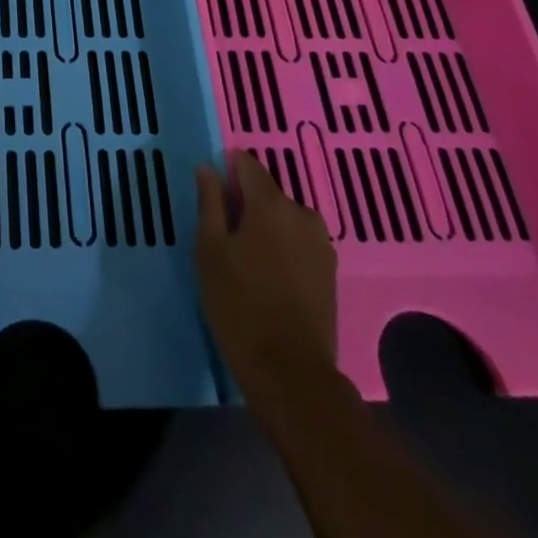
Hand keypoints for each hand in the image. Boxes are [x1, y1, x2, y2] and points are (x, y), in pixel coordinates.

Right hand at [195, 150, 338, 405]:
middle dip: (246, 205)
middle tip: (224, 239)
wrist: (291, 373)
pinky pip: (298, 243)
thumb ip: (210, 203)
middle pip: (267, 192)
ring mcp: (321, 243)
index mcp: (270, 203)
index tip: (212, 197)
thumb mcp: (210, 250)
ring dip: (265, 228)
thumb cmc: (239, 305)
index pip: (247, 164)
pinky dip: (282, 249)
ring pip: (284, 219)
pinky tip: (269, 278)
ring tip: (246, 262)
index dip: (227, 172)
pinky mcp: (330, 270)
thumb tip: (208, 167)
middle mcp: (302, 213)